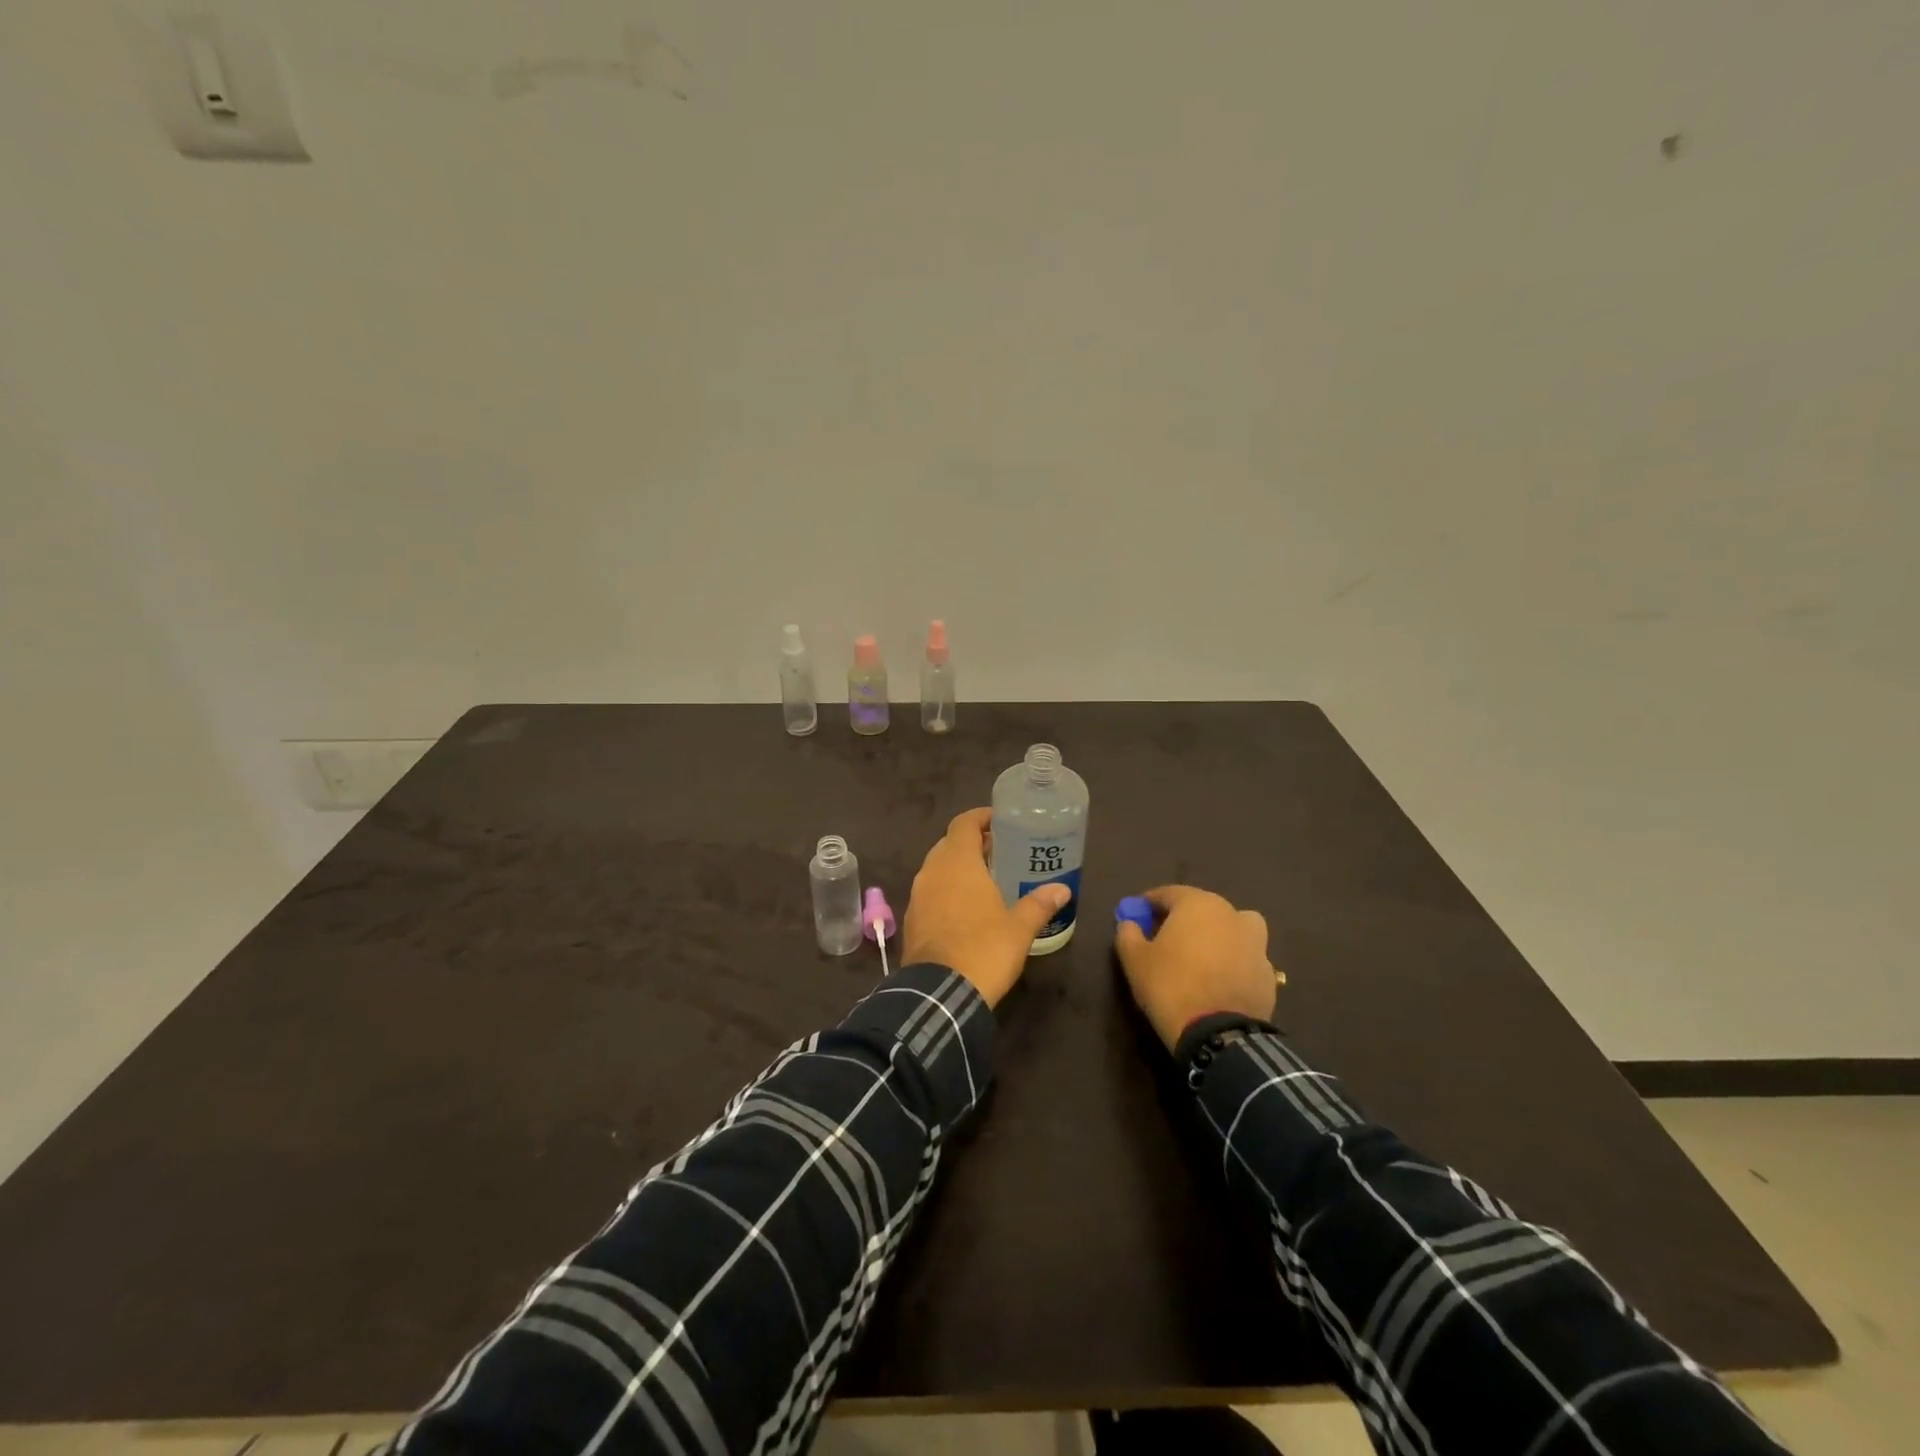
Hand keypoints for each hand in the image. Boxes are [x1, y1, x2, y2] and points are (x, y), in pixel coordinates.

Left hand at [902, 808, 1070, 1007]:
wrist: (940, 994)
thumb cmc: (984, 949)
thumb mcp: (1019, 928)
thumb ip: (1040, 904)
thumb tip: (1063, 889)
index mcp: (958, 862)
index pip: (964, 823)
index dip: (981, 817)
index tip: (1000, 821)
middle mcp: (932, 871)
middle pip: (949, 843)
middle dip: (972, 843)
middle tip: (999, 851)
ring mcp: (918, 895)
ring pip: (937, 868)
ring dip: (957, 867)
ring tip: (985, 879)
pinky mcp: (912, 919)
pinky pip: (930, 892)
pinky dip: (946, 890)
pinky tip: (965, 908)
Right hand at [1114, 886, 1280, 1050]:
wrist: (1218, 1034)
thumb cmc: (1170, 986)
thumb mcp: (1134, 959)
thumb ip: (1128, 934)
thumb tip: (1129, 924)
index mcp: (1198, 904)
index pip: (1168, 893)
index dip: (1149, 904)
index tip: (1137, 917)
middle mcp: (1231, 915)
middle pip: (1202, 908)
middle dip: (1182, 919)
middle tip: (1164, 938)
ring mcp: (1256, 944)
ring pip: (1232, 928)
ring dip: (1217, 935)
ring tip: (1201, 957)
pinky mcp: (1268, 974)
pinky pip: (1245, 958)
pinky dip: (1233, 962)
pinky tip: (1219, 982)